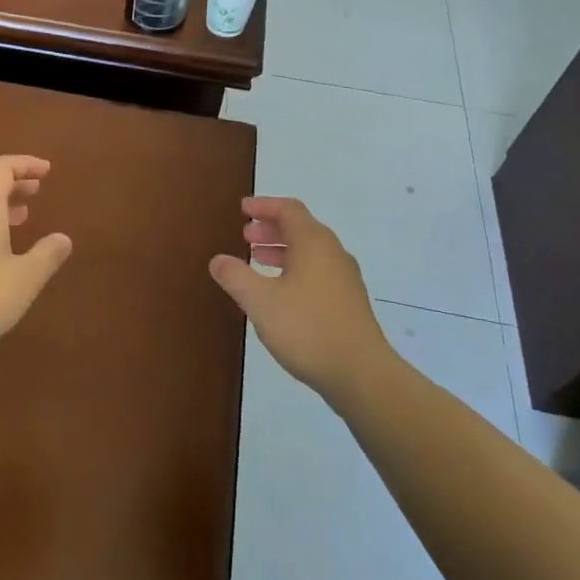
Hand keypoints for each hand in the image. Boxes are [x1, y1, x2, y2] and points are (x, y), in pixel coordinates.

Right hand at [209, 197, 391, 399]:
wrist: (361, 374)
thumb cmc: (308, 328)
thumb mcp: (260, 301)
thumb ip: (236, 277)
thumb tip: (218, 260)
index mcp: (313, 243)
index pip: (288, 209)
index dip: (264, 205)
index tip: (243, 209)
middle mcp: (333, 253)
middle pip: (301, 228)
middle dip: (271, 228)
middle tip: (245, 235)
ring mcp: (345, 278)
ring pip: (310, 251)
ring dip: (282, 249)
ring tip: (257, 260)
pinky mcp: (349, 301)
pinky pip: (318, 270)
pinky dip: (295, 268)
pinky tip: (281, 291)